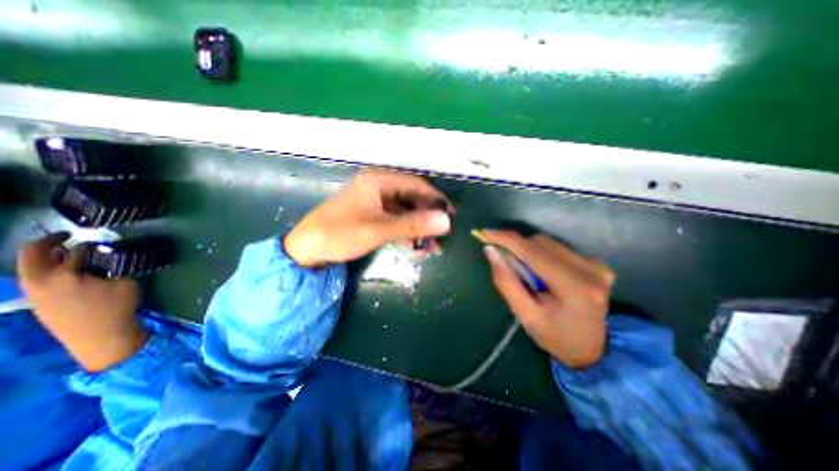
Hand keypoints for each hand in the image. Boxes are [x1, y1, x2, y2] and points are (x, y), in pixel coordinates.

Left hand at [17, 231, 146, 371]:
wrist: (101, 337)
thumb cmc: (118, 307)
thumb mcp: (126, 283)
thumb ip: (115, 267)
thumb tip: (111, 256)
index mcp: (65, 274)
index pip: (77, 249)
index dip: (91, 242)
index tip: (102, 239)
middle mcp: (40, 281)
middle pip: (33, 254)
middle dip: (49, 241)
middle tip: (68, 235)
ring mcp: (34, 293)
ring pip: (31, 267)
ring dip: (47, 257)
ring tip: (70, 254)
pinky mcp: (37, 303)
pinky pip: (36, 279)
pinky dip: (48, 270)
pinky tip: (69, 273)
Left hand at [281, 170, 452, 266]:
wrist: (306, 249)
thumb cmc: (340, 234)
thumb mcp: (379, 229)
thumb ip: (413, 225)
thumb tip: (446, 221)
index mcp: (378, 181)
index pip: (416, 185)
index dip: (435, 199)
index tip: (451, 215)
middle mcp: (378, 186)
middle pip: (411, 198)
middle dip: (427, 217)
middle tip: (443, 233)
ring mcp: (374, 202)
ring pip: (404, 211)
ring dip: (418, 227)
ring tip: (432, 245)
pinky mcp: (371, 215)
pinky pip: (395, 220)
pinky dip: (406, 232)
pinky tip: (415, 246)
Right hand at [479, 230, 613, 368]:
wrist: (592, 350)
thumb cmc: (555, 337)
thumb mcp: (525, 316)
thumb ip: (506, 282)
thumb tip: (491, 251)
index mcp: (573, 287)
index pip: (532, 251)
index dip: (505, 239)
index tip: (484, 233)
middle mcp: (589, 270)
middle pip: (540, 243)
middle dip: (516, 247)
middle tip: (502, 259)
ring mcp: (596, 265)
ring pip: (548, 243)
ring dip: (528, 250)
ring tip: (524, 271)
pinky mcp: (597, 263)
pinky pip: (558, 248)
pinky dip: (541, 254)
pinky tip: (541, 271)